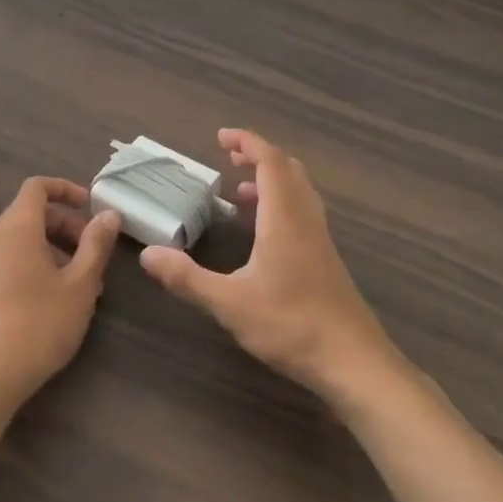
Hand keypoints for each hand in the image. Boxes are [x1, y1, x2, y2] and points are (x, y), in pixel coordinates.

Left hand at [0, 177, 122, 411]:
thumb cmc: (40, 323)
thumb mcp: (80, 284)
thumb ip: (96, 244)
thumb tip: (109, 214)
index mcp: (16, 226)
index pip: (38, 186)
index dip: (66, 189)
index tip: (91, 206)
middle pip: (32, 213)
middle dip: (67, 225)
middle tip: (95, 253)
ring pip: (23, 238)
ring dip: (55, 248)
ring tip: (84, 282)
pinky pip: (11, 258)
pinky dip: (37, 263)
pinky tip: (59, 298)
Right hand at [141, 129, 399, 405]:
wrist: (355, 364)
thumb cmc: (291, 326)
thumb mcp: (229, 303)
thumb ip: (187, 278)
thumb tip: (147, 254)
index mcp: (284, 219)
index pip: (270, 163)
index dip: (248, 143)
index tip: (221, 137)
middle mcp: (306, 221)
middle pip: (289, 171)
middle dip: (259, 157)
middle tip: (230, 158)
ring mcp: (321, 242)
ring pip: (300, 193)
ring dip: (272, 181)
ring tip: (240, 192)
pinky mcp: (326, 262)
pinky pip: (303, 214)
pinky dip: (281, 205)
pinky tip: (263, 234)